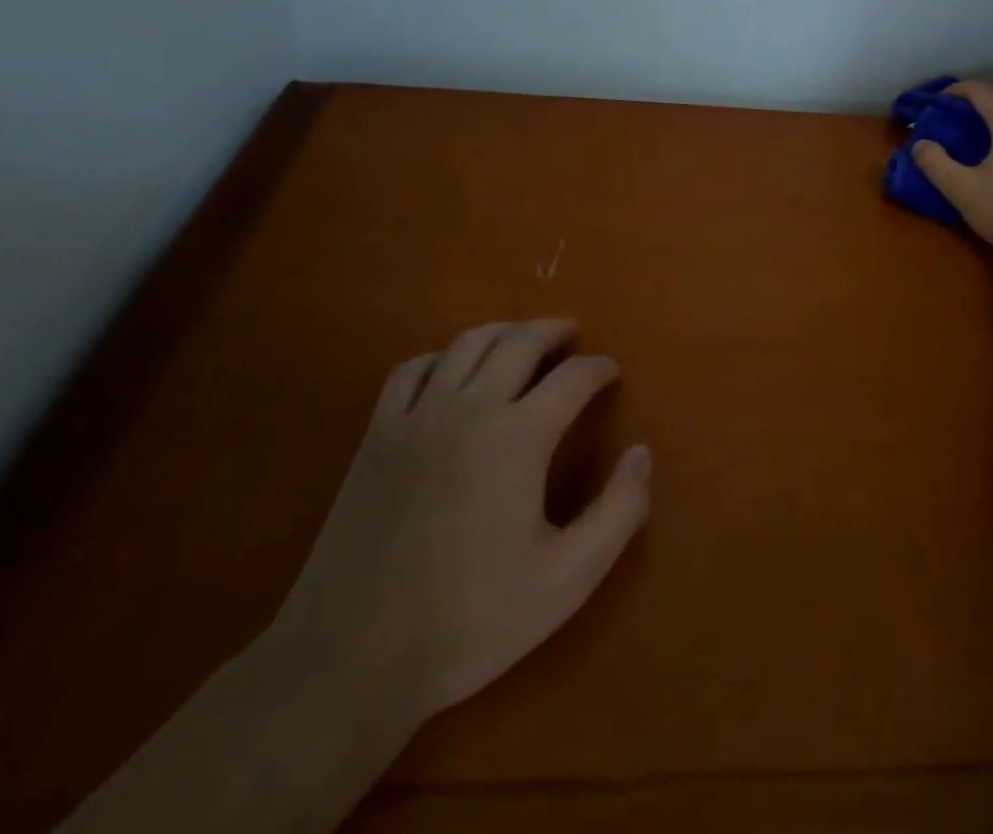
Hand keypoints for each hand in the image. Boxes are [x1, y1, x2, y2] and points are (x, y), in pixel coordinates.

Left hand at [263, 320, 650, 730]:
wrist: (351, 660)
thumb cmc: (470, 621)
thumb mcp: (567, 580)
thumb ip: (618, 512)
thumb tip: (641, 453)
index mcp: (518, 437)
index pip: (572, 378)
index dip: (598, 369)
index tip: (611, 372)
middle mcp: (470, 408)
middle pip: (520, 341)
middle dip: (554, 331)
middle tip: (573, 336)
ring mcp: (418, 416)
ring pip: (467, 343)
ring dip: (504, 332)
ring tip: (523, 339)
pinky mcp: (377, 434)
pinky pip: (413, 369)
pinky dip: (442, 356)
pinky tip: (452, 370)